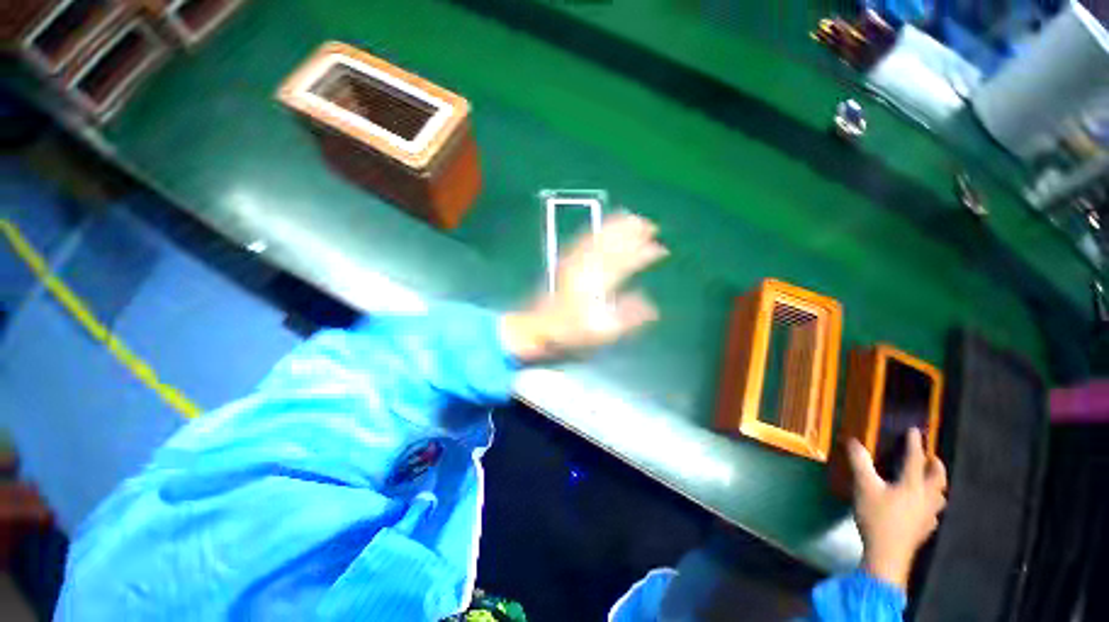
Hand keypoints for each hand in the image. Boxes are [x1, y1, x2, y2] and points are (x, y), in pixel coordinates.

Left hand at [502, 212, 667, 362]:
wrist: (538, 327)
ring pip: (598, 238)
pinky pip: (583, 240)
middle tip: (649, 224)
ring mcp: (574, 263)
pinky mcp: (566, 263)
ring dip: (615, 226)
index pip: (626, 263)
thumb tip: (652, 308)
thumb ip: (627, 318)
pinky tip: (602, 227)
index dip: (644, 254)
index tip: (661, 249)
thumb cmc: (570, 332)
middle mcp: (586, 268)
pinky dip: (596, 230)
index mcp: (597, 284)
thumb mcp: (601, 332)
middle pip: (612, 244)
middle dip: (631, 232)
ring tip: (630, 217)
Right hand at [848, 428, 946, 588]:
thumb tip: (852, 440)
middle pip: (938, 478)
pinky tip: (924, 509)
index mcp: (913, 485)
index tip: (915, 431)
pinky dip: (932, 504)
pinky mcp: (925, 528)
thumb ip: (860, 462)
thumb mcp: (864, 486)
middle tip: (931, 457)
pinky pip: (934, 512)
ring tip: (931, 481)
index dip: (915, 444)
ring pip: (941, 496)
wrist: (887, 554)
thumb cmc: (877, 517)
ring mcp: (929, 515)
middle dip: (936, 465)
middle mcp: (926, 497)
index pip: (916, 459)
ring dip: (938, 485)